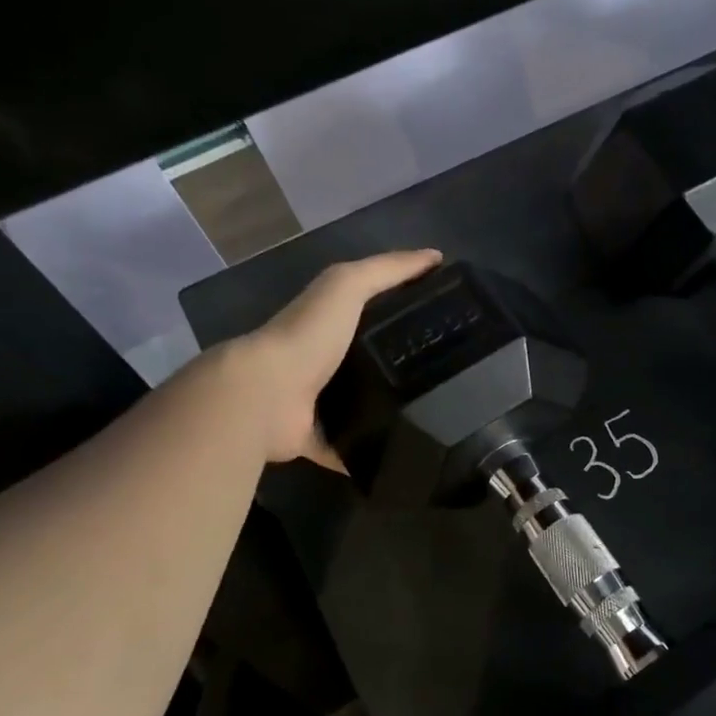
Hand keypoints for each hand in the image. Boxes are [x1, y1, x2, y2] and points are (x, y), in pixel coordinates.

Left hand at [222, 249, 441, 466]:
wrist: (265, 393)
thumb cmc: (308, 334)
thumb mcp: (347, 286)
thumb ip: (387, 270)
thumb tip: (435, 257)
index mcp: (329, 325)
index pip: (372, 315)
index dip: (404, 314)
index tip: (445, 325)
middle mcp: (322, 363)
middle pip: (369, 363)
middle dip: (401, 369)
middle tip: (450, 378)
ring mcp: (316, 404)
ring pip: (360, 408)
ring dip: (386, 413)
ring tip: (435, 419)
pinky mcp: (315, 440)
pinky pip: (347, 450)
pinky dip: (366, 456)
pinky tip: (401, 457)